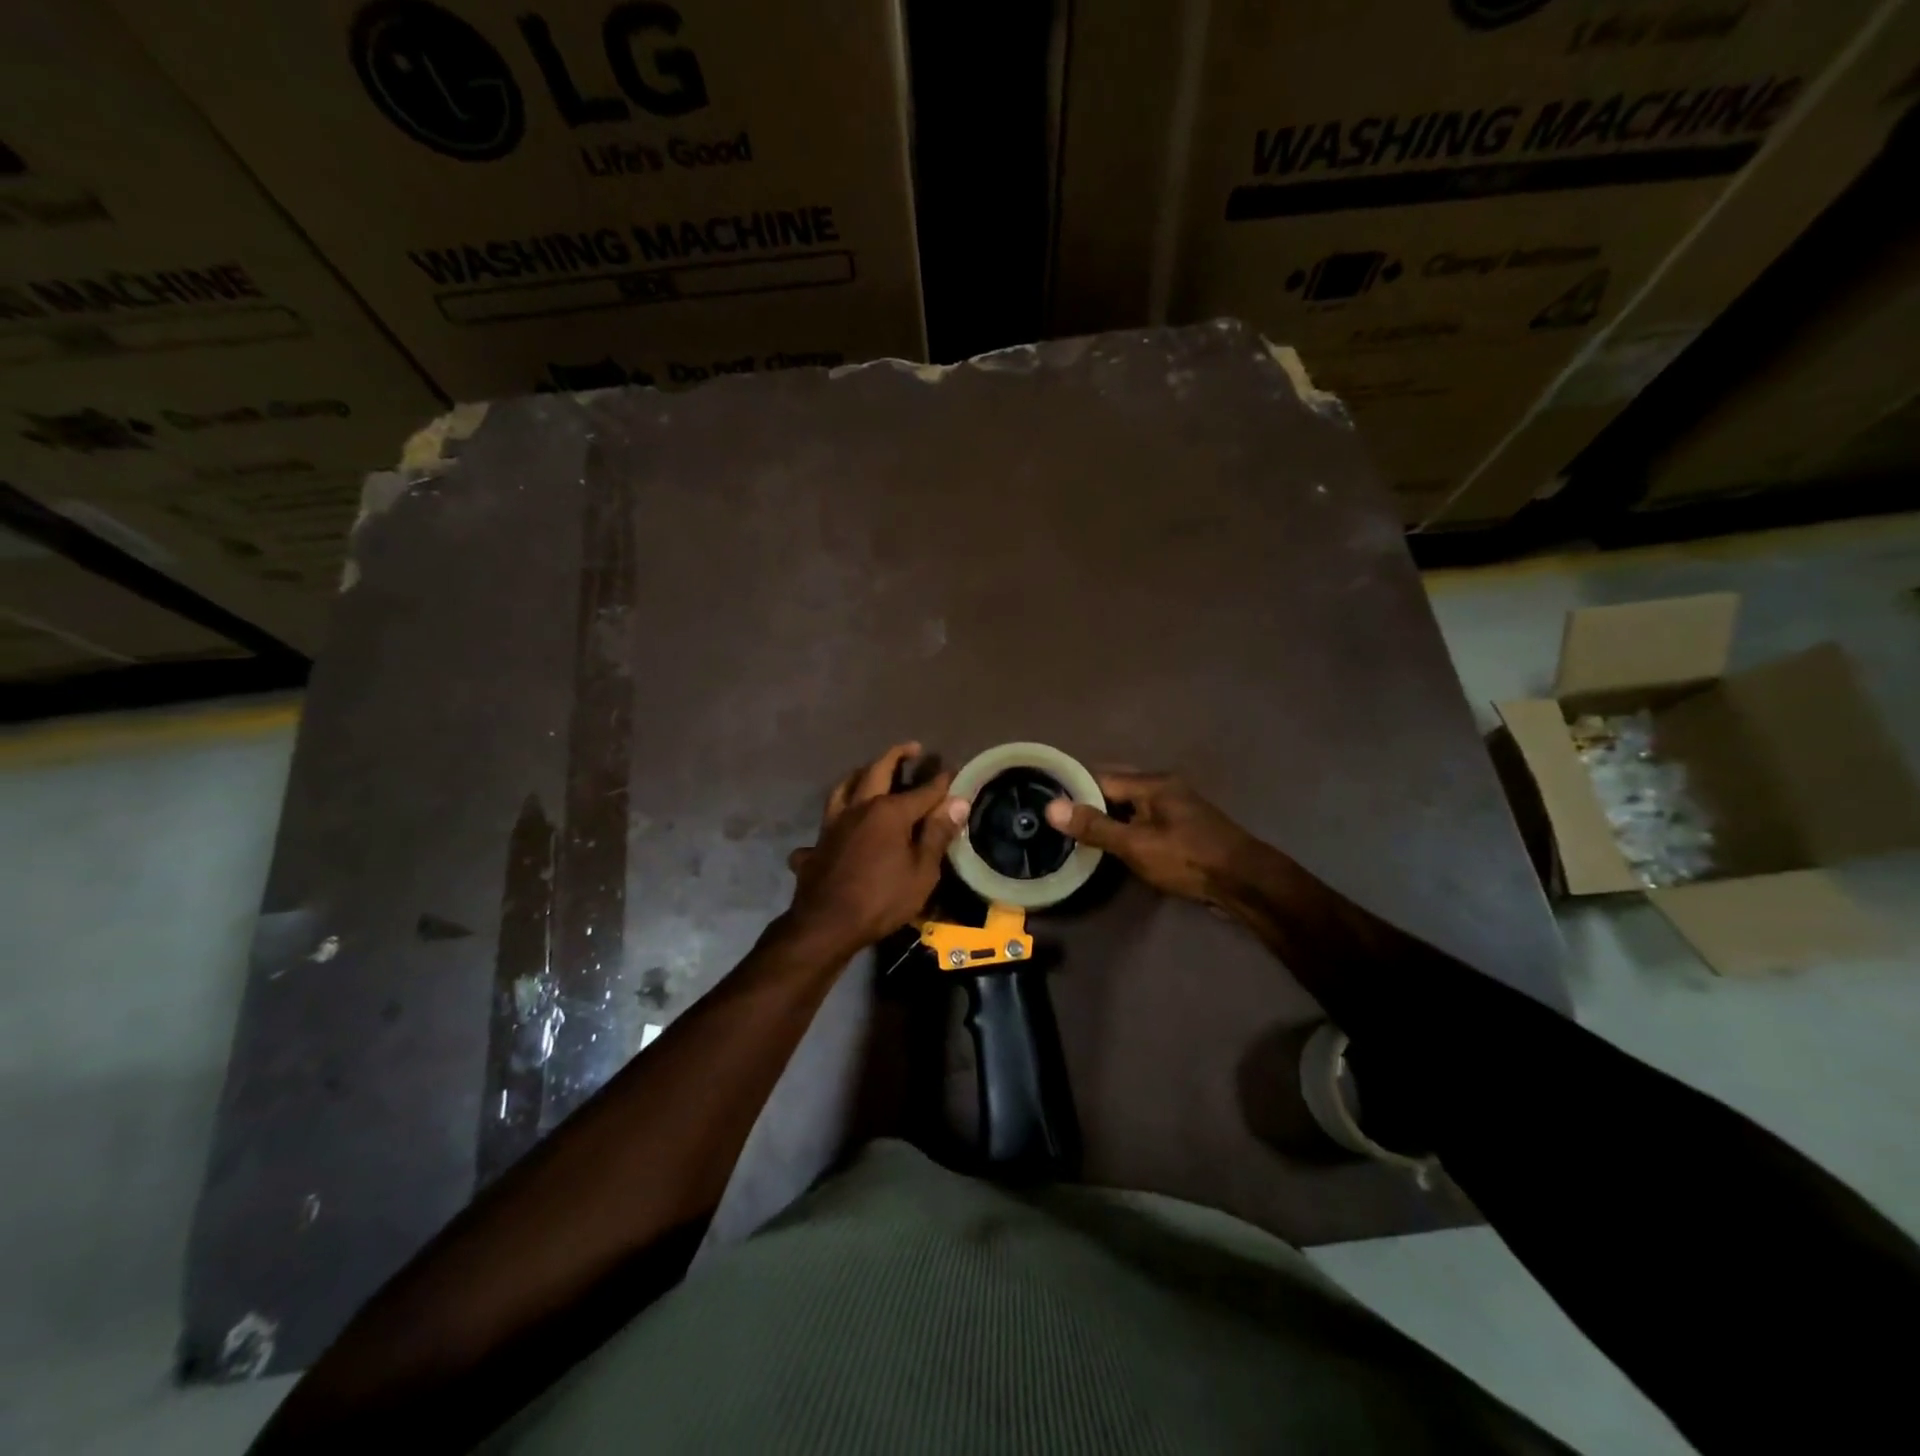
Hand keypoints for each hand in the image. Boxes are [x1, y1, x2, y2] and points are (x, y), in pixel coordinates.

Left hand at [785, 742, 969, 955]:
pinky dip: (833, 823)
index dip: (941, 780)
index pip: (923, 790)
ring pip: (843, 788)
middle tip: (911, 748)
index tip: (953, 769)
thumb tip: (957, 801)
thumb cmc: (882, 900)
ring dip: (859, 774)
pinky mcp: (816, 844)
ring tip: (869, 771)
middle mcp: (859, 808)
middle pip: (877, 771)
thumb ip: (937, 834)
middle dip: (896, 756)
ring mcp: (832, 824)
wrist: (826, 925)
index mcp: (889, 811)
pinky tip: (837, 830)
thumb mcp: (922, 872)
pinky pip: (824, 826)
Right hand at [1044, 770, 1265, 906]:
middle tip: (1057, 819)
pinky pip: (1142, 819)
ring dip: (1106, 816)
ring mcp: (1174, 808)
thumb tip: (1052, 807)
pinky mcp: (1181, 828)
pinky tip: (1110, 843)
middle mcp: (1163, 788)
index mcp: (1151, 783)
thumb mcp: (1136, 845)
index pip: (1100, 777)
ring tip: (1075, 831)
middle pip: (1115, 788)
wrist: (1245, 883)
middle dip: (1088, 800)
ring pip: (1129, 805)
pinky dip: (1124, 827)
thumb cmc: (1188, 858)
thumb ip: (1095, 827)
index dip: (1072, 788)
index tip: (1044, 801)